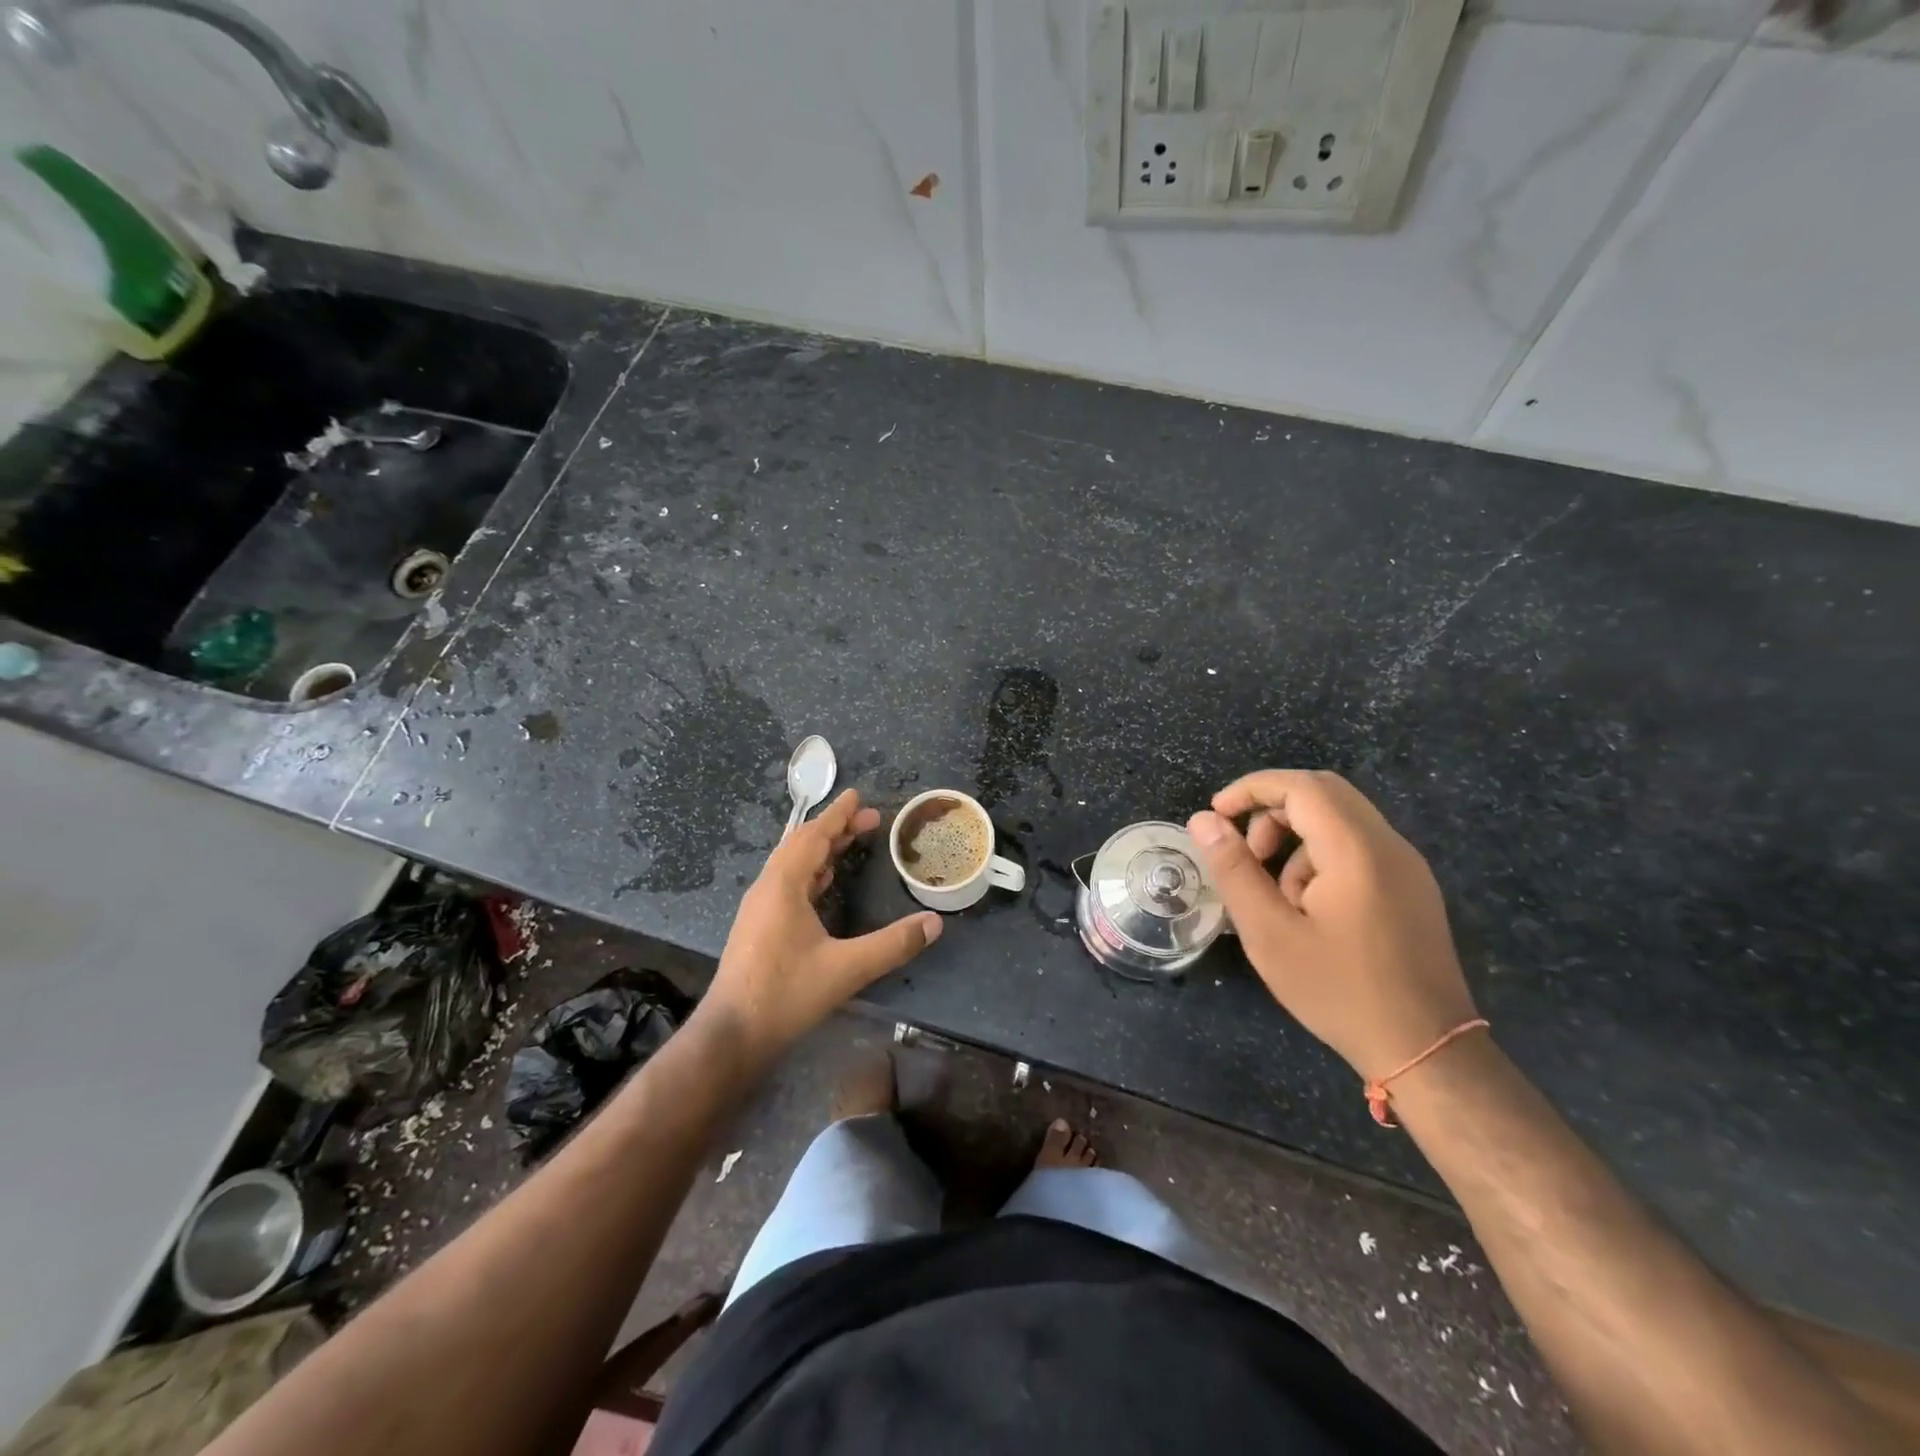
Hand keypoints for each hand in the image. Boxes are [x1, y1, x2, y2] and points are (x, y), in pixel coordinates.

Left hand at [703, 789, 941, 1064]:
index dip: (838, 815)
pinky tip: (823, 882)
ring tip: (850, 842)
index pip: (814, 837)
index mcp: (784, 886)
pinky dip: (810, 871)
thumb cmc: (786, 994)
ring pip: (791, 863)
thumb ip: (892, 944)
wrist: (732, 1034)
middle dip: (834, 828)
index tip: (858, 795)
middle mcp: (767, 888)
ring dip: (821, 849)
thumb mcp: (847, 969)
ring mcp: (759, 907)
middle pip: (801, 844)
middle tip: (868, 819)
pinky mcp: (757, 925)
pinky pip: (786, 882)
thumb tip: (934, 923)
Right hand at [1187, 770, 1477, 1079]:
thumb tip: (1203, 820)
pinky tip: (1308, 908)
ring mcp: (1407, 866)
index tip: (1216, 816)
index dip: (1251, 789)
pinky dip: (1320, 855)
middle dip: (1272, 810)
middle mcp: (1388, 845)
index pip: (1301, 786)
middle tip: (1245, 852)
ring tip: (1275, 894)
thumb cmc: (1339, 991)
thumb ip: (1234, 870)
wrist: (1427, 1051)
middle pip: (1323, 793)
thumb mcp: (1270, 933)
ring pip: (1340, 819)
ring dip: (1295, 837)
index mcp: (1356, 850)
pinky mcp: (1412, 888)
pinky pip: (1358, 846)